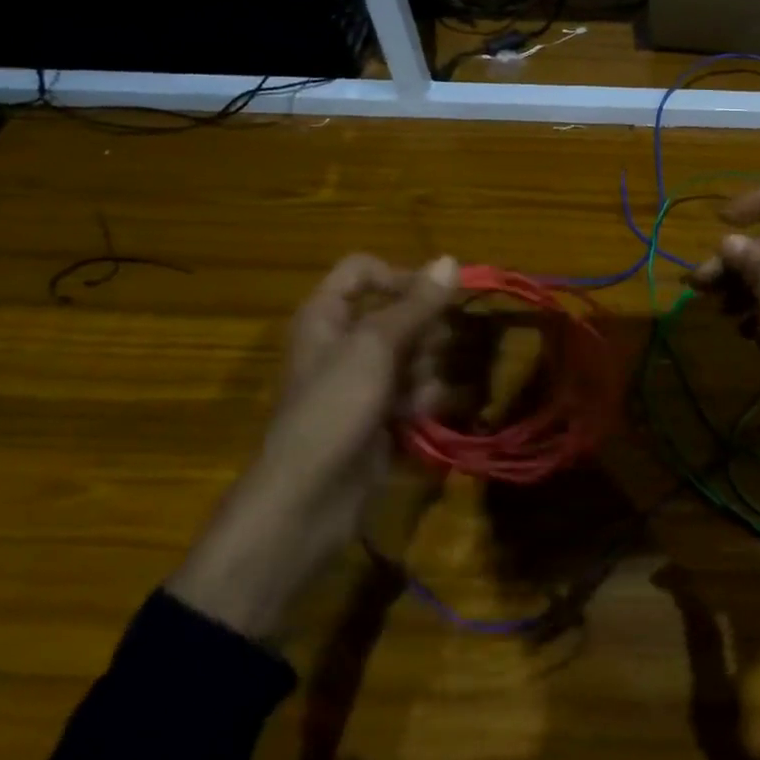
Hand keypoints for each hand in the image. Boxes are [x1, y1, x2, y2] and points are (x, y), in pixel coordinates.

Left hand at [167, 254, 459, 639]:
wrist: (309, 500)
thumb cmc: (334, 408)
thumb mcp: (376, 346)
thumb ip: (417, 304)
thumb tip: (450, 259)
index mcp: (326, 315)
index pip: (364, 270)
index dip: (399, 276)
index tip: (433, 298)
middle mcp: (344, 342)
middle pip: (399, 313)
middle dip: (423, 333)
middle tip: (427, 354)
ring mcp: (362, 381)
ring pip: (414, 353)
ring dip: (426, 371)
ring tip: (417, 396)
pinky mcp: (380, 414)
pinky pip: (414, 390)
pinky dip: (422, 400)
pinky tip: (420, 416)